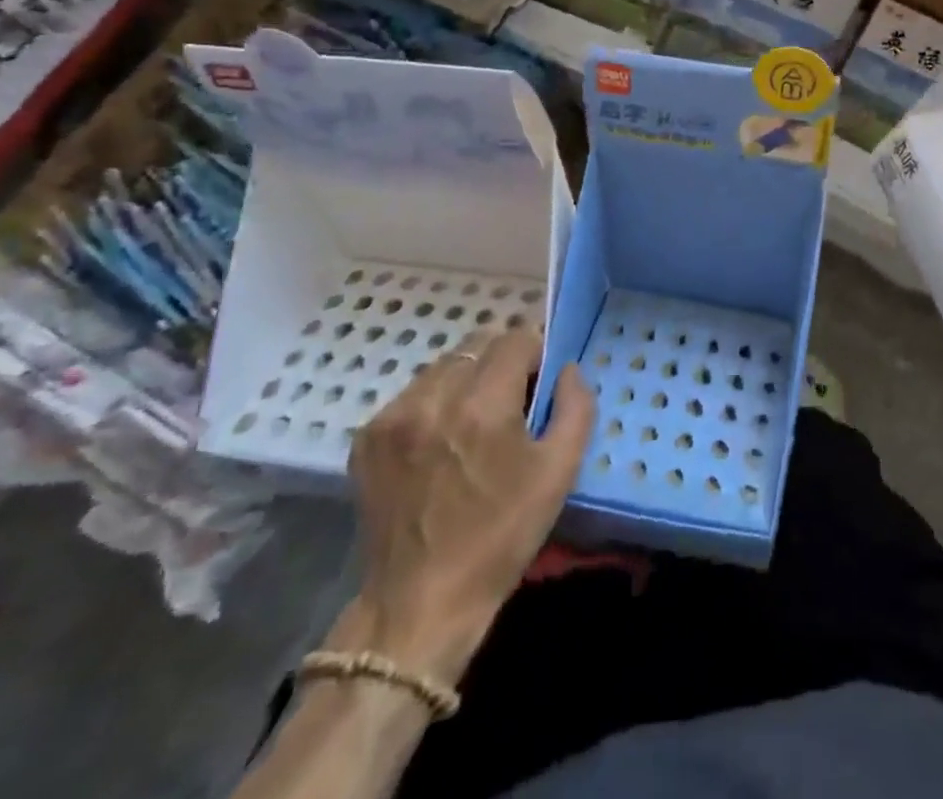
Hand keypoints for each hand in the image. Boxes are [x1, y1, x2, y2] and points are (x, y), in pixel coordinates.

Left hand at [343, 328, 594, 681]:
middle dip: (502, 362)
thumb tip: (568, 369)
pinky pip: (414, 393)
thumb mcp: (559, 473)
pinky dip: (435, 402)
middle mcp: (433, 398)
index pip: (516, 337)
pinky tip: (441, 441)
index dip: (536, 352)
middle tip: (511, 402)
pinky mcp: (367, 437)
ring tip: (474, 422)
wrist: (418, 605)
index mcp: (482, 406)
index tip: (540, 382)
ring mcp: (393, 417)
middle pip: (478, 344)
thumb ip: (575, 407)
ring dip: (467, 379)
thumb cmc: (500, 536)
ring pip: (445, 365)